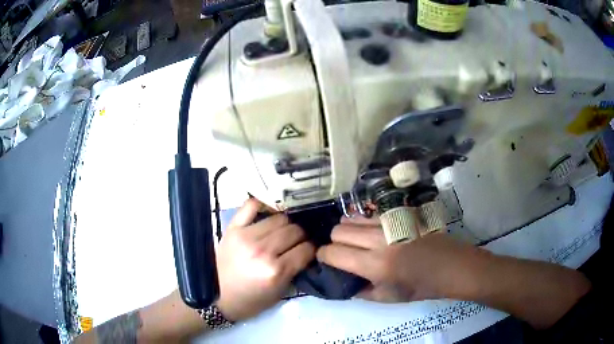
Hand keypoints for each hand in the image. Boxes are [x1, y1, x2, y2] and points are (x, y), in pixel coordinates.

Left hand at [215, 199, 314, 320]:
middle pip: (295, 231)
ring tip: (282, 232)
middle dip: (301, 237)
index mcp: (276, 271)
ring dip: (286, 225)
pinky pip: (252, 205)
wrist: (216, 297)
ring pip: (279, 218)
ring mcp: (246, 236)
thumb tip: (307, 251)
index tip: (310, 251)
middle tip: (297, 242)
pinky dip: (263, 205)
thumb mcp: (279, 293)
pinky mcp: (233, 228)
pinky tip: (268, 214)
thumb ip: (295, 270)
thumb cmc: (250, 300)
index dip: (312, 249)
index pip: (306, 249)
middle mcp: (263, 251)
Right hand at [316, 216, 486, 302]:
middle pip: (338, 230)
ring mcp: (389, 223)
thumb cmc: (419, 287)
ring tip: (358, 242)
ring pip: (351, 218)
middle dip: (334, 243)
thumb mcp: (386, 298)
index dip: (323, 256)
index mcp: (374, 265)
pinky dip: (363, 223)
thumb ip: (358, 291)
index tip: (327, 261)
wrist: (450, 266)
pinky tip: (373, 233)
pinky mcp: (398, 214)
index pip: (332, 252)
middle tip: (345, 254)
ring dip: (348, 231)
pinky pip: (369, 213)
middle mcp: (378, 239)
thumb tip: (340, 279)